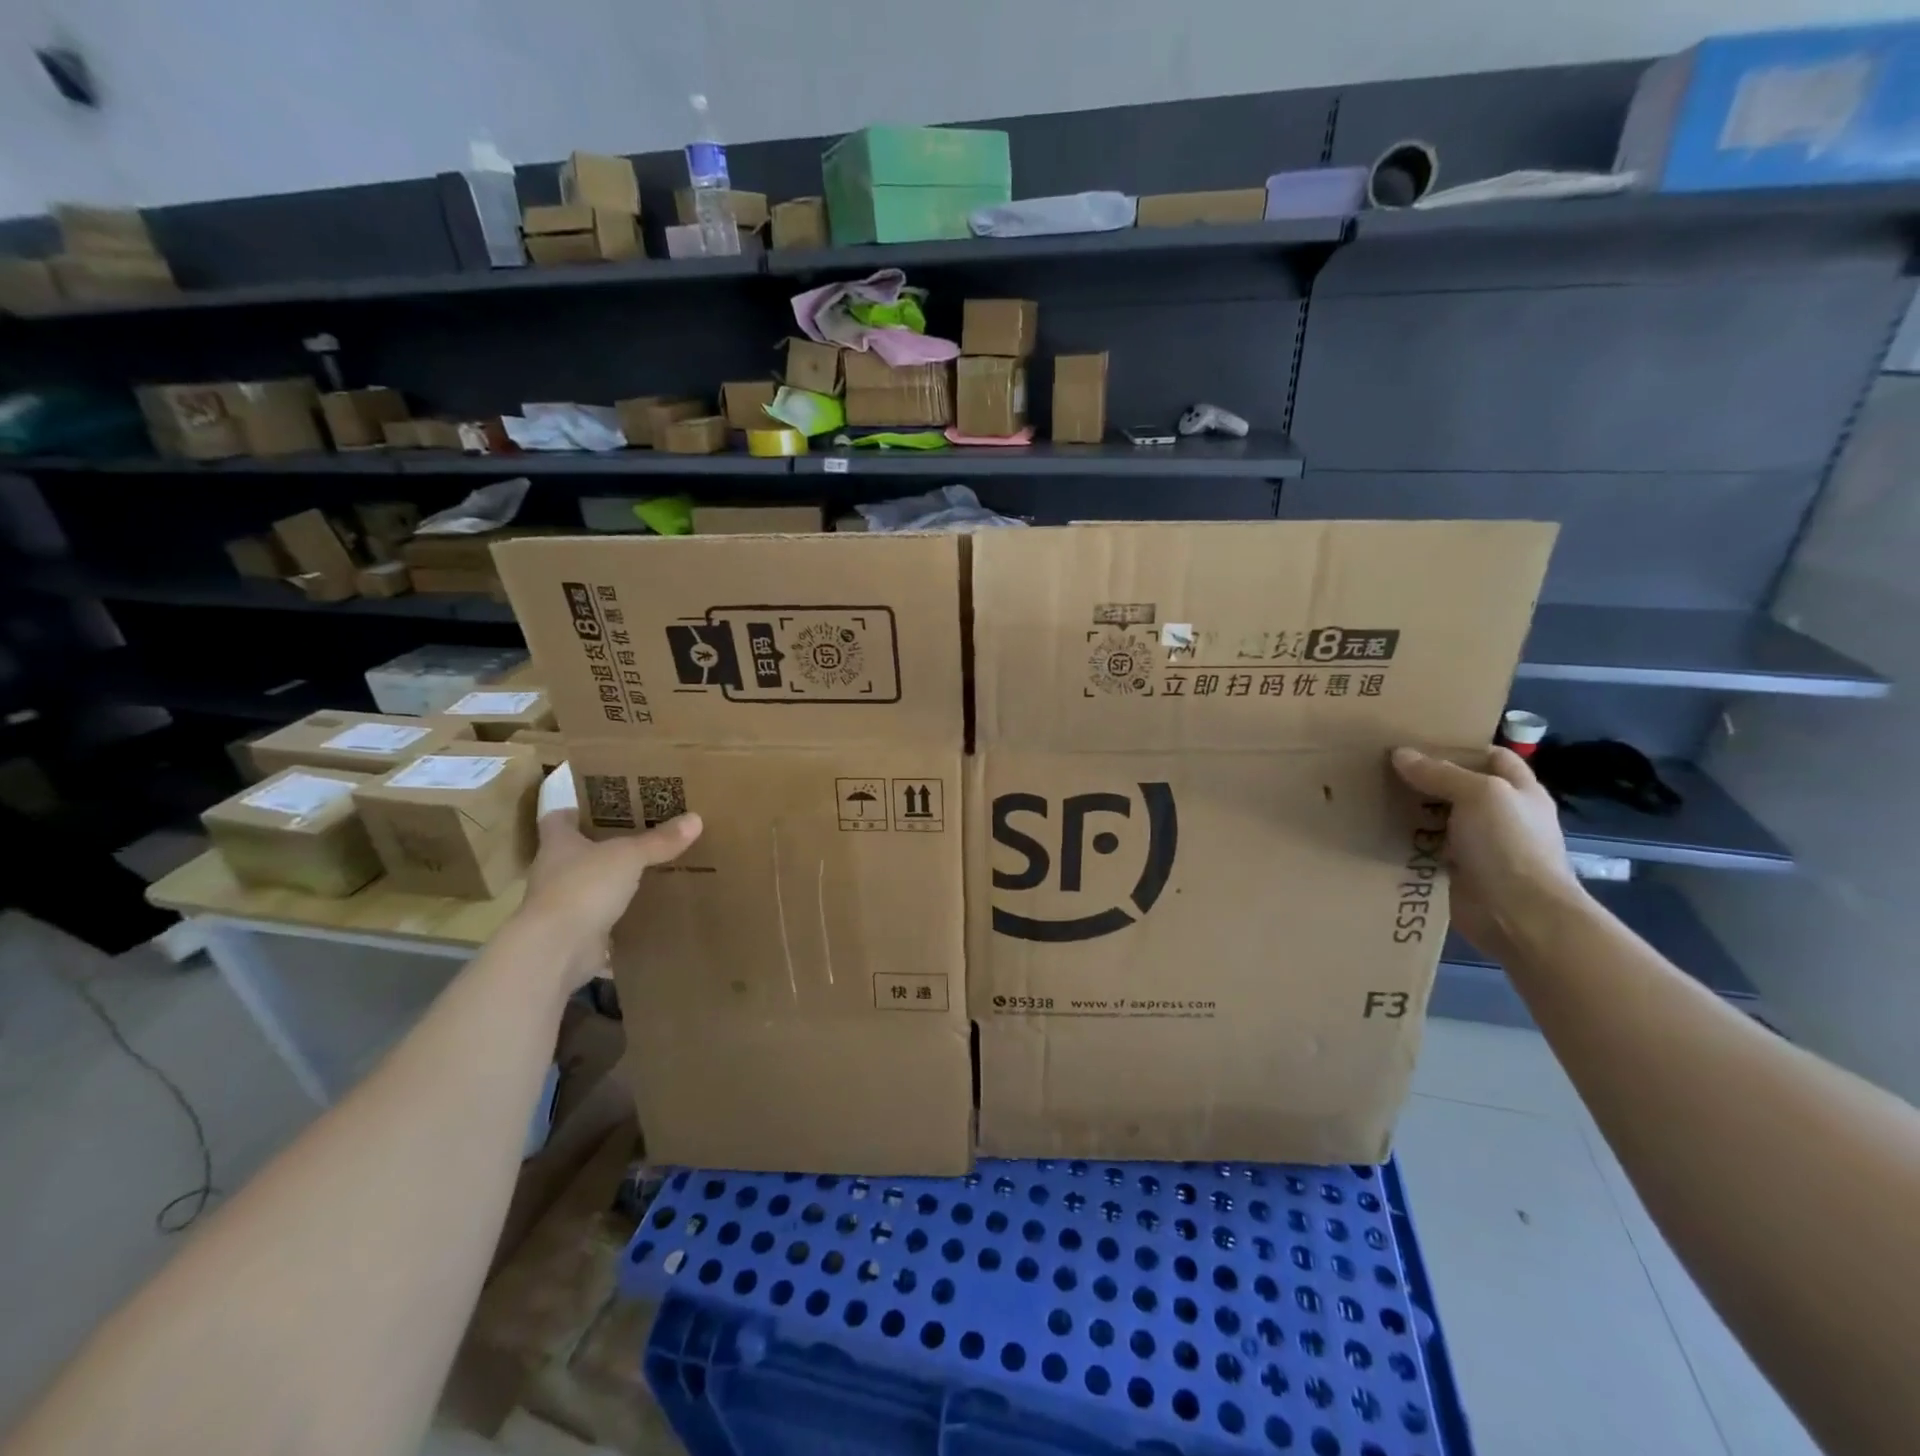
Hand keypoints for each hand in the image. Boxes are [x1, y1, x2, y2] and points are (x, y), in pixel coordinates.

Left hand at [516, 803, 702, 991]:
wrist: (557, 949)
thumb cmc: (585, 887)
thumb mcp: (629, 856)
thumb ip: (659, 840)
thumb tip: (696, 818)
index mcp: (558, 844)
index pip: (559, 819)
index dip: (578, 811)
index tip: (605, 808)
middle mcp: (555, 872)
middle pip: (578, 852)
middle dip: (605, 845)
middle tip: (643, 835)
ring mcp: (562, 905)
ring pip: (591, 885)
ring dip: (613, 881)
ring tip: (650, 871)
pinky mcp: (575, 933)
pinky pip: (601, 918)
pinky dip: (620, 915)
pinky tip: (646, 910)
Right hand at [1390, 745, 1583, 962]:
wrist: (1519, 915)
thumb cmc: (1509, 845)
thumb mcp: (1480, 795)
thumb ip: (1441, 773)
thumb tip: (1400, 754)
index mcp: (1518, 792)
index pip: (1492, 757)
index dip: (1460, 746)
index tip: (1416, 741)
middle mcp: (1499, 816)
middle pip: (1457, 787)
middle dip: (1423, 778)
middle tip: (1380, 766)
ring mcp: (1477, 846)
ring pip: (1436, 819)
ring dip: (1408, 811)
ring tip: (1369, 795)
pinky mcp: (1454, 871)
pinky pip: (1423, 849)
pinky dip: (1402, 842)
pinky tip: (1374, 831)